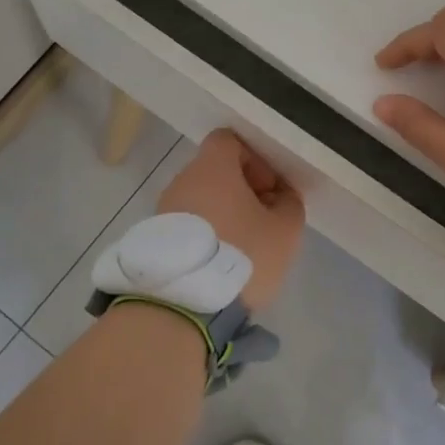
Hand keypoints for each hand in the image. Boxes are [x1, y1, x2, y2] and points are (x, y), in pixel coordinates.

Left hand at [158, 130, 305, 313]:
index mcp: (212, 168)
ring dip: (223, 214)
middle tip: (262, 222)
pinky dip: (204, 235)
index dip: (254, 159)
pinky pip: (186, 225)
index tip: (268, 190)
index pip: (229, 141)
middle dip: (241, 191)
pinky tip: (219, 264)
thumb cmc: (241, 254)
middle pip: (215, 172)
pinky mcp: (155, 239)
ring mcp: (163, 209)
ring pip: (200, 200)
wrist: (184, 304)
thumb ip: (289, 204)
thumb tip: (281, 197)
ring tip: (242, 248)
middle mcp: (182, 180)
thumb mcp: (284, 230)